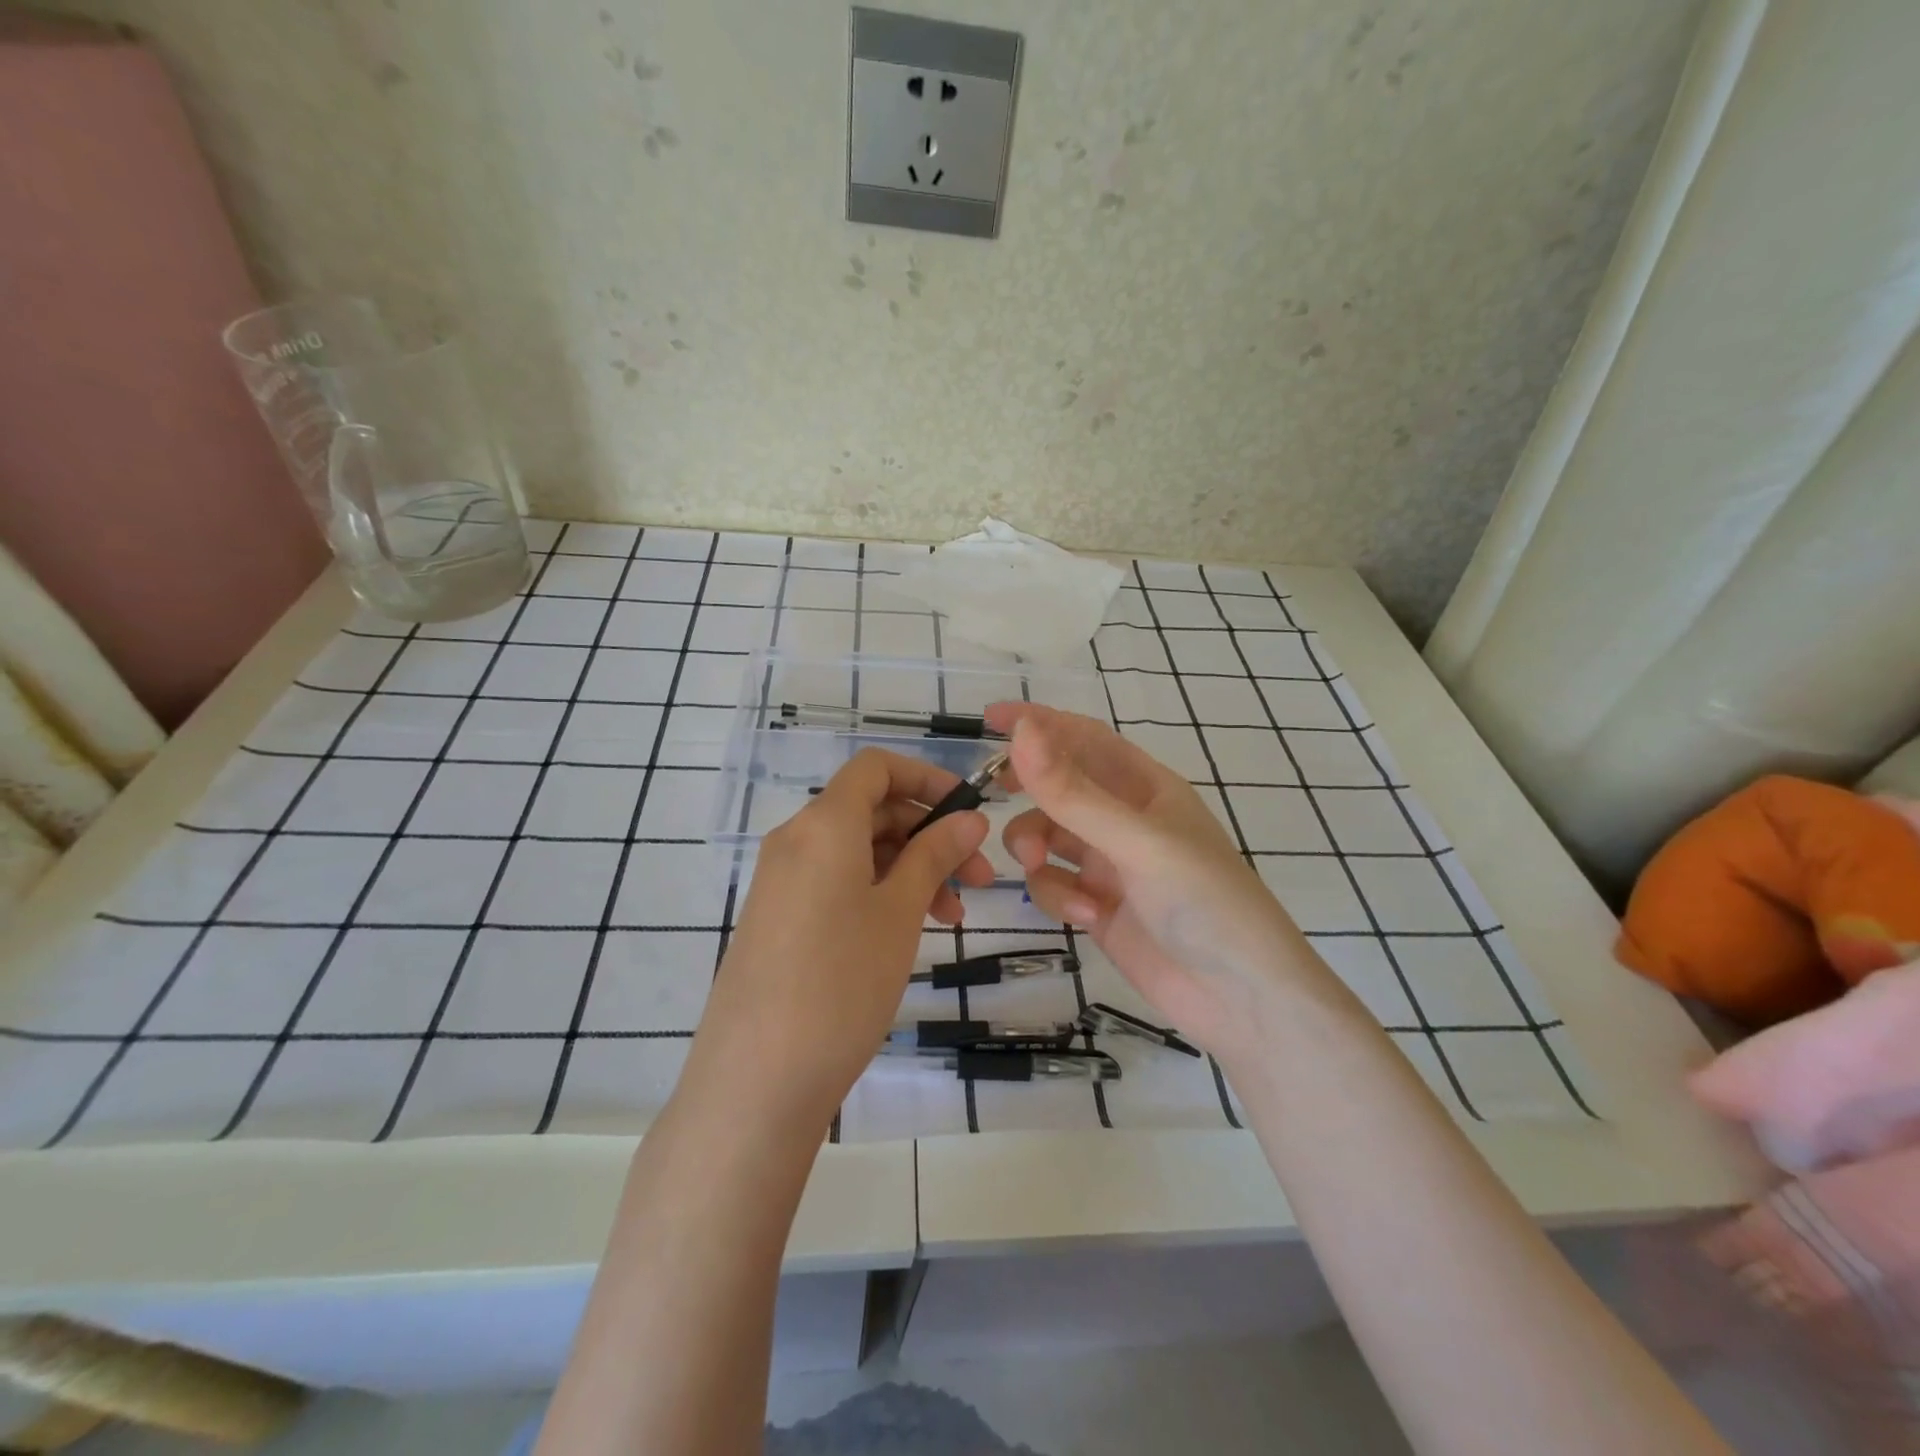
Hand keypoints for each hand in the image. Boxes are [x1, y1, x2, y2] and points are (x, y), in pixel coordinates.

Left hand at [684, 748, 993, 1131]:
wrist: (755, 1081)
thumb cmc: (841, 982)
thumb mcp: (899, 913)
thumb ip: (934, 855)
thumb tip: (969, 818)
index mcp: (823, 823)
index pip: (876, 768)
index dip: (926, 778)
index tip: (969, 811)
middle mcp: (795, 839)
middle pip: (870, 810)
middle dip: (929, 833)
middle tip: (978, 877)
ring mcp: (782, 881)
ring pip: (857, 851)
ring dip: (909, 868)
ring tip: (953, 915)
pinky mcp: (778, 918)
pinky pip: (835, 882)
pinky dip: (878, 892)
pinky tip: (909, 930)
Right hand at [987, 702, 1331, 1060]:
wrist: (1243, 1000)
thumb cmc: (1204, 902)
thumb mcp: (1136, 841)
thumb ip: (1073, 792)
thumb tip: (1022, 732)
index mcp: (1146, 787)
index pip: (1085, 738)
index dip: (1041, 723)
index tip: (990, 718)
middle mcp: (1125, 820)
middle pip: (1060, 786)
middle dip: (1029, 787)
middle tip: (993, 790)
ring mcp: (1110, 866)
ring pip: (1048, 837)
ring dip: (1034, 845)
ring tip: (1037, 864)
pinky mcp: (1098, 908)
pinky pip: (1055, 885)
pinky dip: (1058, 895)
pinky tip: (1086, 915)